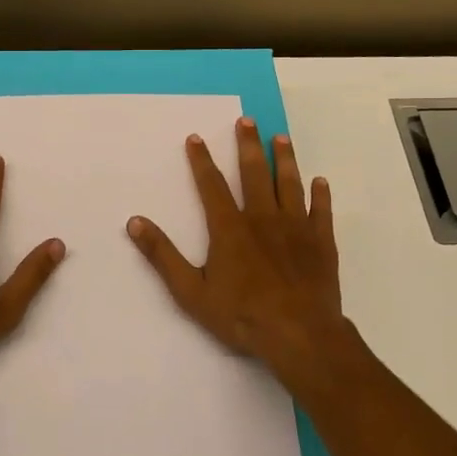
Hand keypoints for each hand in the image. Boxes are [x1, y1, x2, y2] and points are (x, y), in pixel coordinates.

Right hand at [127, 117, 347, 378]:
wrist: (299, 335)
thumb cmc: (241, 315)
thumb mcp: (190, 291)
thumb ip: (163, 255)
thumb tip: (135, 222)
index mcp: (229, 228)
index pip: (211, 185)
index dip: (201, 160)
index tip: (196, 137)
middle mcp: (263, 218)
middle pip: (254, 173)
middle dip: (248, 145)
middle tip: (247, 120)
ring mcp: (296, 228)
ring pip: (289, 184)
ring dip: (284, 159)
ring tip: (281, 137)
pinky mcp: (321, 243)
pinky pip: (321, 211)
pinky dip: (320, 195)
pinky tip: (320, 181)